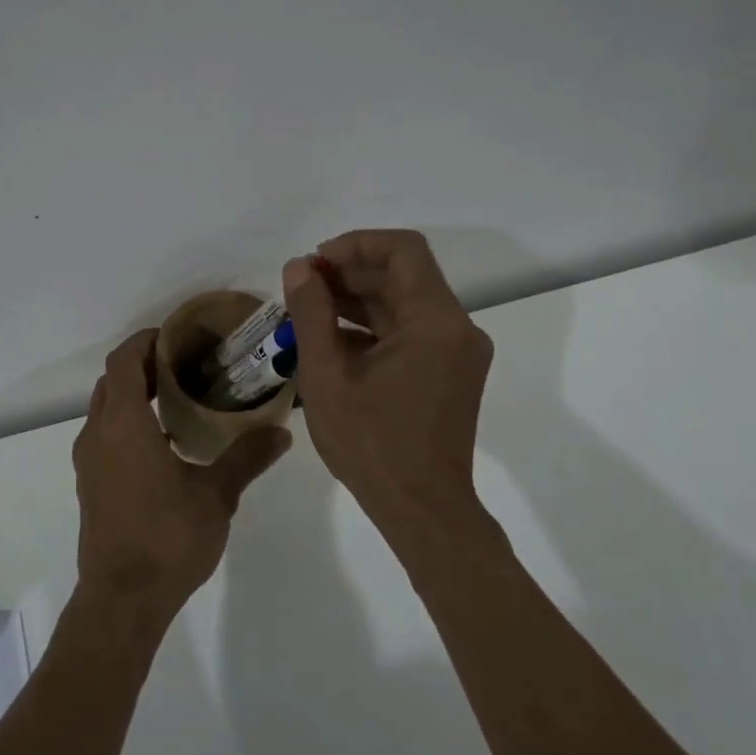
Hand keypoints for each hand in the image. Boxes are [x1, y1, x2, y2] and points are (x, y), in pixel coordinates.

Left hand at [72, 328, 290, 619]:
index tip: (178, 337)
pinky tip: (163, 443)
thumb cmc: (167, 539)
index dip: (146, 341)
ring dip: (134, 394)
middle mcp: (98, 434)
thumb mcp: (216, 495)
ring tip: (179, 398)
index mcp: (123, 424)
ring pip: (105, 408)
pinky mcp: (90, 483)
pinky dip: (127, 421)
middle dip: (144, 365)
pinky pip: (104, 434)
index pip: (124, 360)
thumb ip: (247, 457)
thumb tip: (281, 431)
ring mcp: (89, 461)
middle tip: (186, 365)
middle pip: (113, 380)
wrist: (121, 600)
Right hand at [282, 230, 492, 528]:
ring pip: (405, 302)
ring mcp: (457, 351)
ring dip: (358, 299)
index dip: (356, 244)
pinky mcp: (450, 371)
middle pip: (404, 275)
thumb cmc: (371, 444)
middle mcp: (456, 327)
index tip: (315, 262)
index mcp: (435, 322)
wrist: (422, 510)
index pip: (403, 250)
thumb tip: (298, 267)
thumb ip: (311, 313)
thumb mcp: (327, 376)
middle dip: (350, 272)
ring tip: (309, 310)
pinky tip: (332, 340)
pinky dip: (373, 327)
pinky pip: (410, 331)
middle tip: (302, 287)